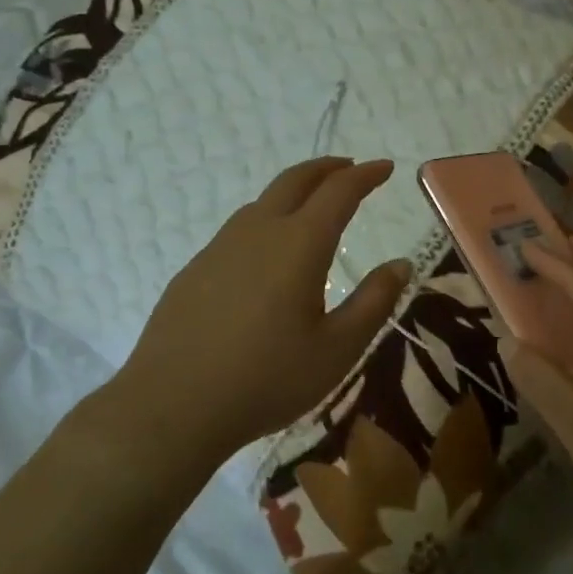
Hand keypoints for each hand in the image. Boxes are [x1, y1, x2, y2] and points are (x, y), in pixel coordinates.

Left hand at [87, 157, 411, 469]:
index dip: (366, 175)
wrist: (171, 407)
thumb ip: (374, 302)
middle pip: (296, 180)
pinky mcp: (195, 268)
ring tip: (312, 205)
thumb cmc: (267, 379)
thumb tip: (401, 264)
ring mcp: (220, 247)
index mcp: (300, 244)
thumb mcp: (337, 349)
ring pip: (263, 201)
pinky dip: (266, 220)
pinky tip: (266, 253)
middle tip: (350, 167)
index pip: (339, 191)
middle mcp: (259, 231)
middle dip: (327, 168)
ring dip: (294, 191)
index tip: (385, 167)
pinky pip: (239, 229)